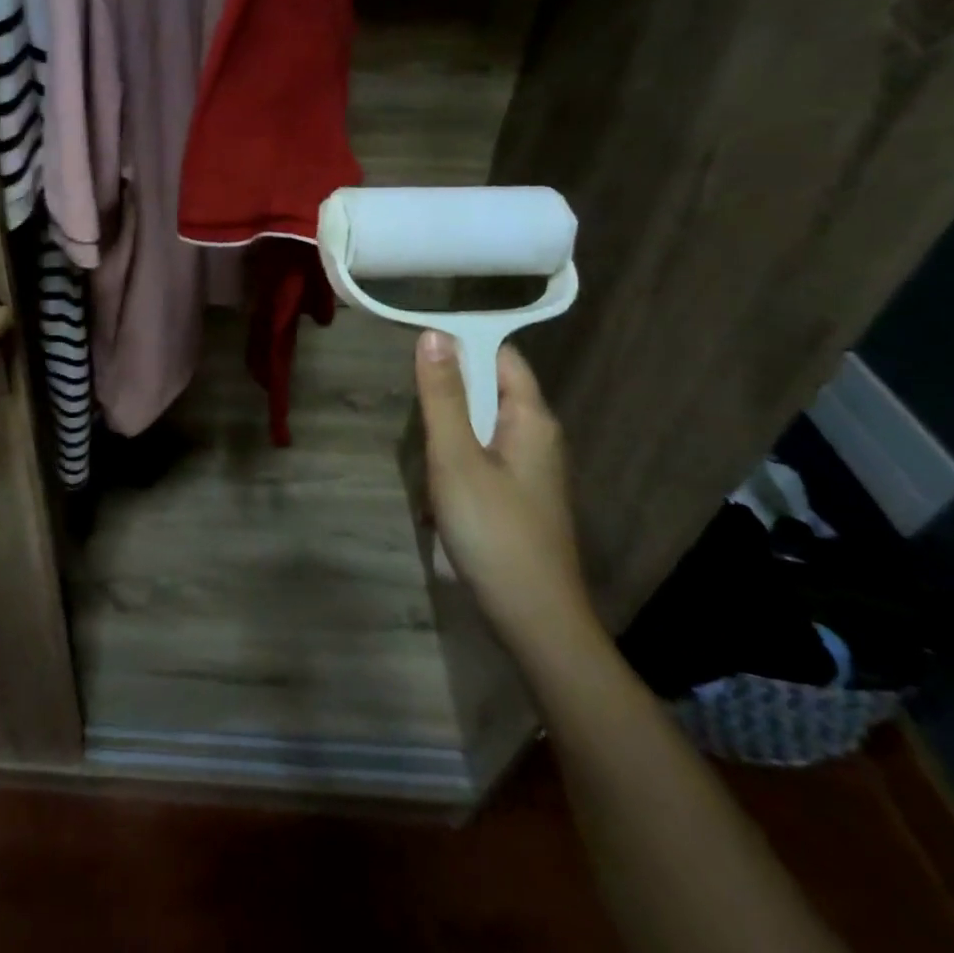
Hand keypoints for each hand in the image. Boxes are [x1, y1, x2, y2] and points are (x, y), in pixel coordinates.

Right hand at [413, 333, 595, 651]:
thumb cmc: (493, 531)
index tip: (418, 349)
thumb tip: (434, 334)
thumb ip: (443, 396)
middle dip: (449, 396)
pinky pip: (483, 458)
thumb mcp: (456, 458)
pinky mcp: (520, 497)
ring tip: (424, 458)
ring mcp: (531, 470)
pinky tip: (438, 490)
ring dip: (449, 433)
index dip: (462, 345)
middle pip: (489, 390)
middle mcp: (538, 437)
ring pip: (481, 426)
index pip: (501, 356)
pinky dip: (457, 461)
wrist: (534, 619)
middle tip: (414, 413)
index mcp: (531, 418)